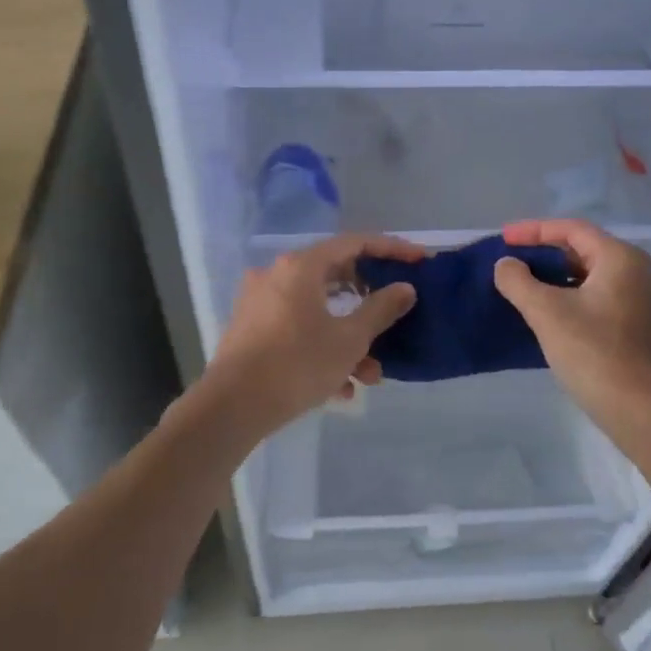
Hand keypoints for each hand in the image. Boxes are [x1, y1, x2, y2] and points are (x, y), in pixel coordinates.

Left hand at [195, 233, 423, 440]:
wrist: (231, 407)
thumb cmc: (297, 364)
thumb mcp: (349, 339)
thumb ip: (381, 309)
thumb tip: (404, 288)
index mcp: (301, 267)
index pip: (355, 243)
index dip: (391, 250)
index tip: (419, 261)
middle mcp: (277, 275)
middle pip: (335, 277)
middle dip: (369, 306)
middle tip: (394, 318)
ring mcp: (261, 302)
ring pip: (318, 311)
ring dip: (348, 339)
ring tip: (369, 376)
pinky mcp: (251, 330)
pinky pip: (298, 329)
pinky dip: (322, 349)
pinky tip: (340, 388)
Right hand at [493, 218, 650, 437]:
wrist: (645, 415)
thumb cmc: (596, 355)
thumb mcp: (547, 313)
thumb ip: (519, 281)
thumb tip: (506, 265)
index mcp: (622, 259)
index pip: (573, 229)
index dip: (534, 230)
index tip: (503, 239)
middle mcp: (640, 273)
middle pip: (585, 250)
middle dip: (546, 254)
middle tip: (512, 263)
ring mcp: (646, 304)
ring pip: (593, 277)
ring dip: (558, 278)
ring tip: (525, 288)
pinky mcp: (644, 330)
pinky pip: (602, 300)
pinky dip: (574, 298)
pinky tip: (552, 316)